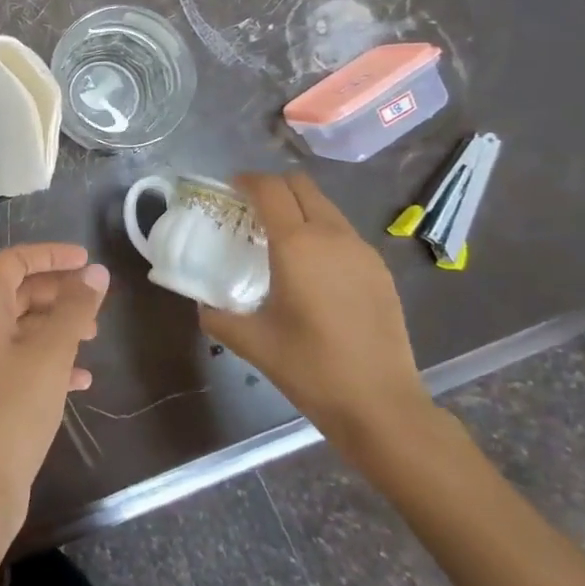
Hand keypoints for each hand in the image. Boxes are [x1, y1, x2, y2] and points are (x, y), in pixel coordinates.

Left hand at [0, 244, 108, 537]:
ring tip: (93, 337)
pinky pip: (24, 360)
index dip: (50, 255)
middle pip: (20, 293)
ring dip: (58, 325)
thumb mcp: (51, 353)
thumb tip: (96, 273)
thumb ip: (75, 309)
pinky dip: (52, 360)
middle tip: (95, 302)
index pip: (14, 262)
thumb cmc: (15, 408)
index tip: (86, 262)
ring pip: (24, 328)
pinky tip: (82, 379)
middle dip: (59, 292)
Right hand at [198, 171, 430, 459]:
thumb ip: (218, 317)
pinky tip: (313, 268)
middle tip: (251, 210)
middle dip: (273, 187)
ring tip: (280, 239)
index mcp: (296, 245)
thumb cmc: (310, 368)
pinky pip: (344, 233)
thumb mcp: (252, 343)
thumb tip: (203, 306)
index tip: (230, 189)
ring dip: (299, 209)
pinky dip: (322, 232)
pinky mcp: (380, 270)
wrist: (381, 404)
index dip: (247, 181)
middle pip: (301, 185)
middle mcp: (331, 235)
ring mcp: (362, 250)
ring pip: (326, 207)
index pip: (269, 189)